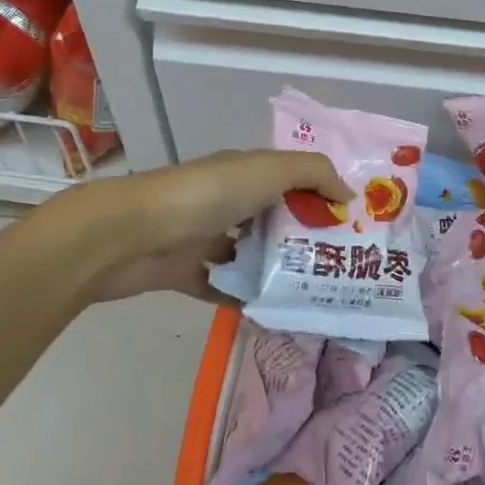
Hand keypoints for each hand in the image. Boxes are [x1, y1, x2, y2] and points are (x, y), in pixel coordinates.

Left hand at [72, 148, 351, 304]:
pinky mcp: (188, 273)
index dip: (322, 197)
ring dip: (278, 272)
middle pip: (275, 220)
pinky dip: (246, 300)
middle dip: (306, 240)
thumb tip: (348, 195)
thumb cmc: (207, 194)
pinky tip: (275, 315)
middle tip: (343, 267)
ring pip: (252, 256)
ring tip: (316, 294)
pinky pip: (225, 288)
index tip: (354, 224)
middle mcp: (228, 202)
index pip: (293, 181)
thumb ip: (314, 173)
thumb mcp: (270, 169)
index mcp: (246, 173)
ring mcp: (206, 238)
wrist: (130, 234)